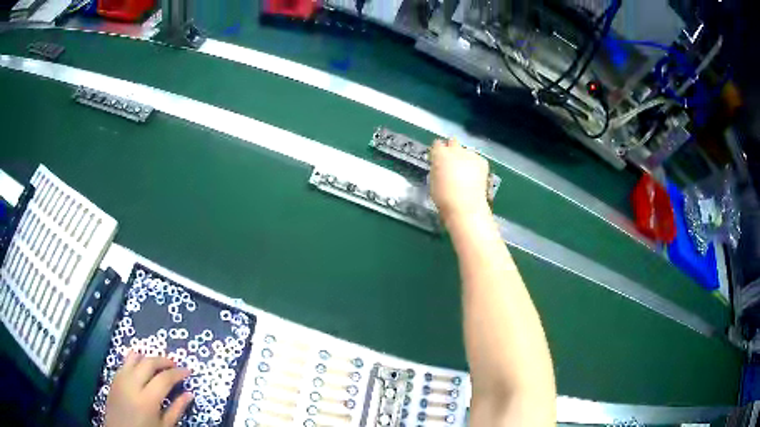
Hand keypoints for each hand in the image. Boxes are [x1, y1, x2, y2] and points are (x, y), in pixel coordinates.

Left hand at [105, 351, 193, 426]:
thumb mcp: (165, 426)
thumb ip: (177, 409)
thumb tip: (190, 394)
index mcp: (147, 400)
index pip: (165, 379)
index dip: (178, 373)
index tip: (188, 371)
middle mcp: (132, 384)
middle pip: (149, 363)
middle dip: (164, 360)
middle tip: (175, 364)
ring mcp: (121, 379)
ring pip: (134, 357)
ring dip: (148, 357)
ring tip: (158, 363)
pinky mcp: (114, 378)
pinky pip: (125, 362)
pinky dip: (135, 360)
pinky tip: (141, 366)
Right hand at [430, 138, 490, 224]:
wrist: (465, 206)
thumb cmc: (443, 197)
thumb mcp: (433, 181)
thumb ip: (436, 168)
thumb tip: (440, 165)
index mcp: (440, 154)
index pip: (437, 144)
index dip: (438, 151)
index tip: (438, 159)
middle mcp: (455, 150)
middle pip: (453, 142)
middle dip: (452, 149)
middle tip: (452, 163)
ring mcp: (470, 154)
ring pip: (466, 151)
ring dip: (464, 158)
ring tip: (466, 173)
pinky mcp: (482, 161)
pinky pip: (477, 159)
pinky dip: (475, 165)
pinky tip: (475, 177)